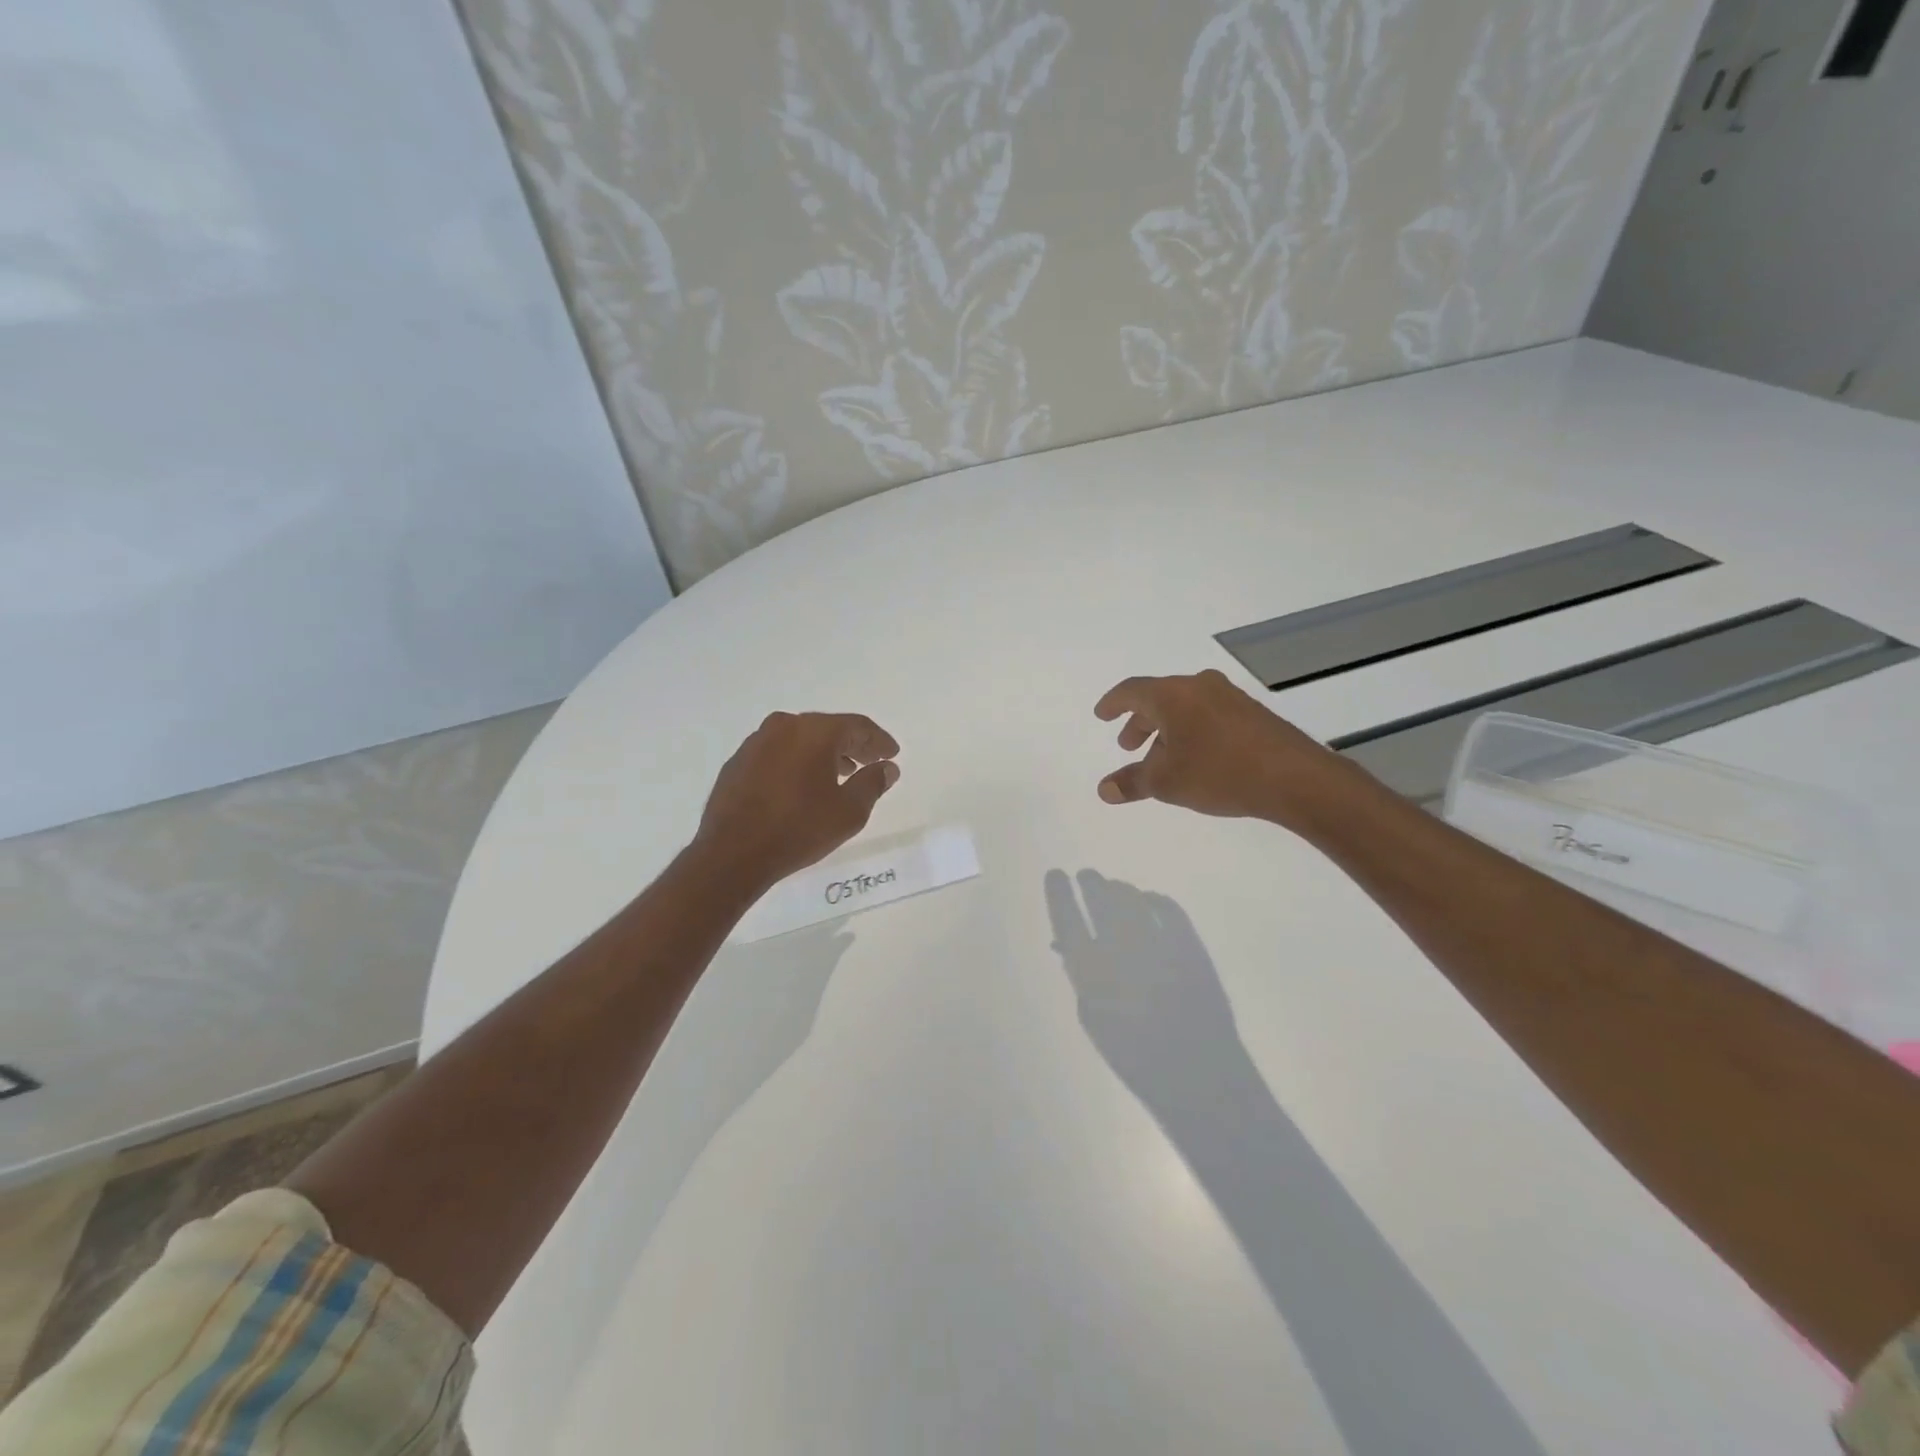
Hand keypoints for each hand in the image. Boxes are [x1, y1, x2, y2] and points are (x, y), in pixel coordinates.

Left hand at [695, 711, 900, 887]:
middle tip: (871, 761)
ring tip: (841, 774)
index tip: (892, 754)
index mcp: (815, 731)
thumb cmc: (799, 828)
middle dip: (852, 744)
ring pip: (800, 739)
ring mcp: (756, 742)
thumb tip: (887, 767)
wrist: (732, 853)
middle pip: (828, 728)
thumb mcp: (849, 811)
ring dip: (824, 753)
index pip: (857, 726)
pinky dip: (797, 762)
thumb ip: (873, 783)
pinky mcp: (738, 762)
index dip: (879, 740)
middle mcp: (784, 726)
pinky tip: (803, 784)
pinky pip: (778, 753)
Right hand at [1094, 669, 1351, 828]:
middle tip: (1129, 745)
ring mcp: (1229, 697)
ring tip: (1162, 760)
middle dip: (1140, 722)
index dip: (1112, 704)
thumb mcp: (1167, 782)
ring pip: (1185, 707)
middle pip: (1159, 698)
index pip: (1131, 690)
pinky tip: (1196, 759)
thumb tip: (1104, 789)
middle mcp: (1199, 686)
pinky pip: (1208, 715)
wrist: (1294, 777)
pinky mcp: (1251, 713)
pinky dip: (1191, 731)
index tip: (1101, 715)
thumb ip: (1132, 782)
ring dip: (1166, 730)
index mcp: (1172, 695)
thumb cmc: (1219, 772)